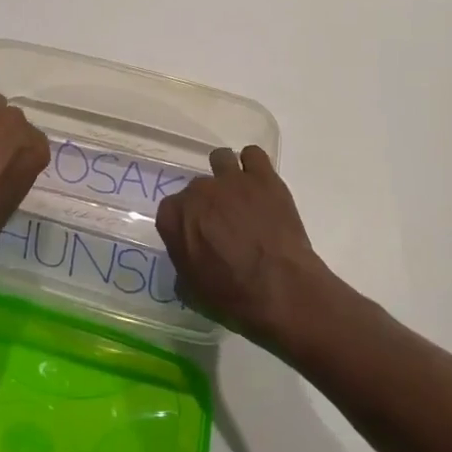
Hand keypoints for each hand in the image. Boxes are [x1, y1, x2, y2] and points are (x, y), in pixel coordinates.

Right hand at [156, 146, 335, 349]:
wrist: (281, 289)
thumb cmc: (232, 297)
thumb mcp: (192, 291)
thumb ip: (183, 264)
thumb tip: (188, 257)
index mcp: (174, 217)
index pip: (171, 210)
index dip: (185, 224)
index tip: (197, 238)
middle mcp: (198, 191)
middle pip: (197, 188)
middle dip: (207, 203)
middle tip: (224, 224)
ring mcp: (231, 180)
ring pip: (221, 159)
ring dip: (226, 175)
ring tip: (240, 196)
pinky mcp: (262, 176)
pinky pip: (252, 155)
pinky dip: (254, 167)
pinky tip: (260, 185)